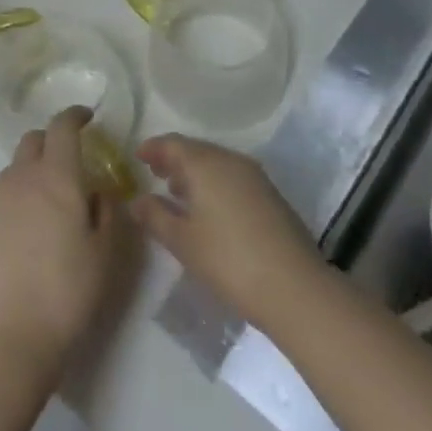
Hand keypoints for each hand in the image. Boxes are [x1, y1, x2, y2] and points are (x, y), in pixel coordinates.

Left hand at [0, 107, 124, 376]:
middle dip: (50, 141)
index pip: (62, 127)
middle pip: (32, 140)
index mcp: (57, 178)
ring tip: (44, 206)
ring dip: (30, 174)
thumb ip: (105, 210)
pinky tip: (21, 239)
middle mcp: (21, 179)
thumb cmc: (69, 291)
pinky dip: (12, 206)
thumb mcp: (105, 252)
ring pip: (13, 171)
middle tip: (67, 162)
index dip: (74, 116)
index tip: (86, 118)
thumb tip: (97, 190)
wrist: (11, 336)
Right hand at [131, 134, 323, 327]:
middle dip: (173, 159)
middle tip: (154, 172)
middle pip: (196, 150)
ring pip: (216, 164)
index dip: (153, 148)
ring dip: (194, 173)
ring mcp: (255, 176)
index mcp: (206, 163)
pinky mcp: (270, 195)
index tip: (137, 156)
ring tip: (176, 191)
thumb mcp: (182, 241)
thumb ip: (155, 216)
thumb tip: (137, 200)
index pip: (173, 143)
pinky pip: (233, 177)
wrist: (294, 287)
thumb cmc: (228, 260)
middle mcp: (231, 160)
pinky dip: (214, 184)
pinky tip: (208, 208)